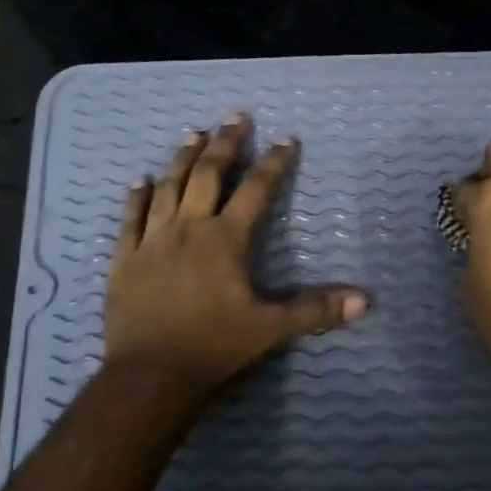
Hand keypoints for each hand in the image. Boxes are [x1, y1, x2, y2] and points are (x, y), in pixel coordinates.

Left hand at [104, 112, 368, 400]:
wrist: (151, 374)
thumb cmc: (214, 346)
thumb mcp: (271, 328)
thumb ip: (315, 309)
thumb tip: (365, 301)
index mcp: (226, 239)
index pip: (256, 190)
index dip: (274, 162)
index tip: (287, 138)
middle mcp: (189, 228)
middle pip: (208, 174)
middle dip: (224, 143)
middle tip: (234, 116)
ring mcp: (153, 240)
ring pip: (169, 187)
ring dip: (182, 158)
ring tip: (193, 133)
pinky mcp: (125, 258)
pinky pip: (131, 218)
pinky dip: (136, 196)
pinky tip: (140, 180)